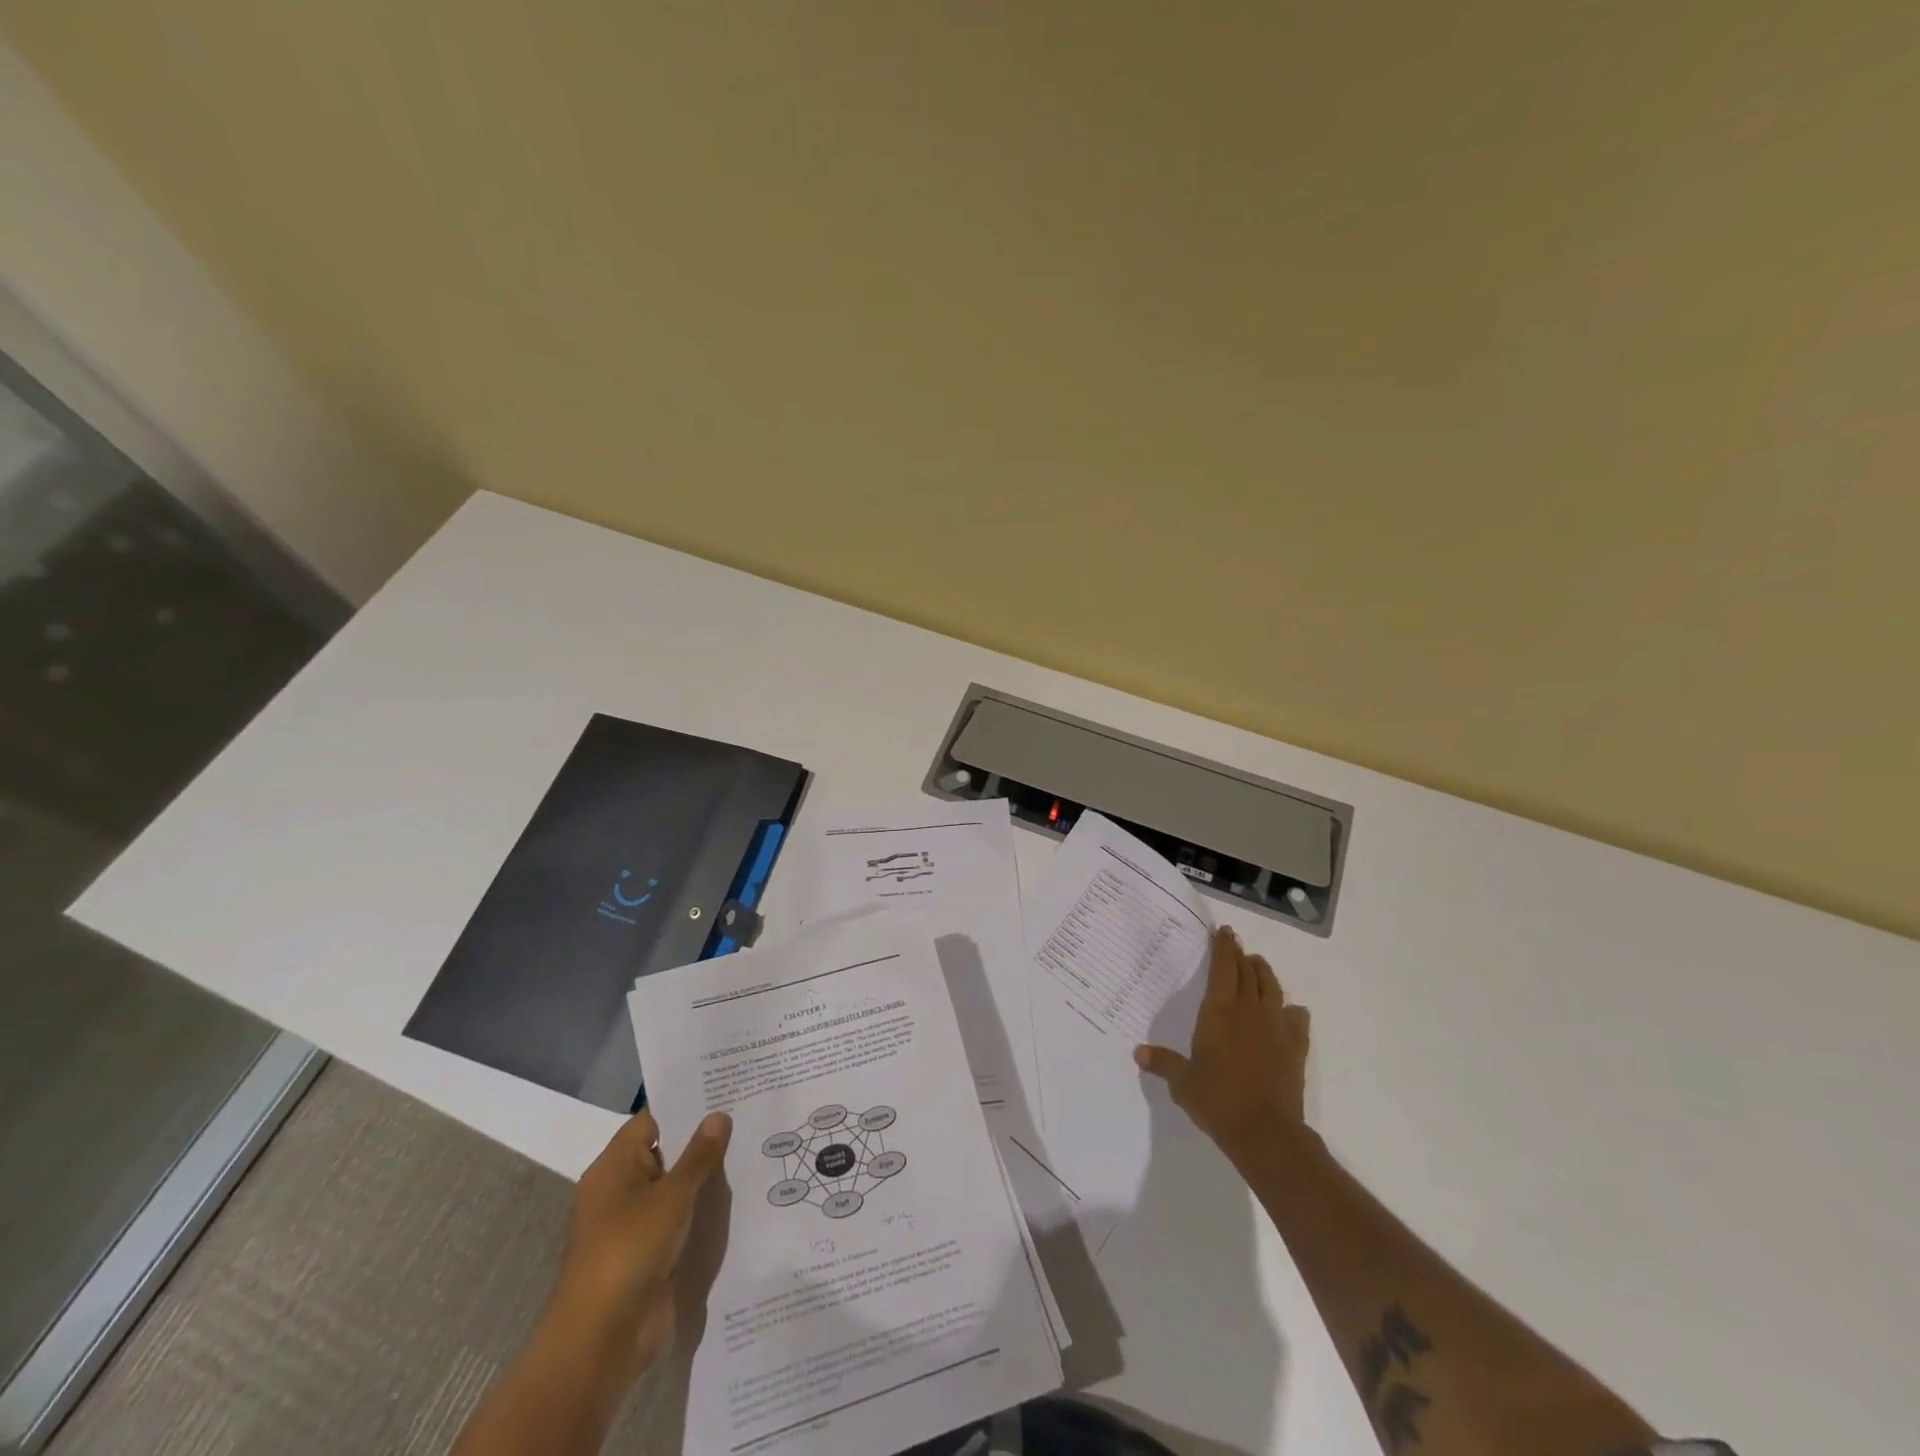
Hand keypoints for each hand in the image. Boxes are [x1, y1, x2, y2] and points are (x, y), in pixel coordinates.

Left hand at [545, 1108, 732, 1385]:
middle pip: (667, 1152)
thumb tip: (719, 1115)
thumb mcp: (671, 1196)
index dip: (687, 1104)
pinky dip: (703, 1210)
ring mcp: (634, 1224)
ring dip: (707, 1177)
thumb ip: (699, 1155)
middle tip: (750, 1114)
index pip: (653, 1120)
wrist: (601, 1341)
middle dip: (704, 1139)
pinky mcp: (649, 1255)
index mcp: (614, 1167)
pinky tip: (741, 1198)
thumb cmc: (630, 1251)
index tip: (726, 1089)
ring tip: (755, 1149)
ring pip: (677, 1188)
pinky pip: (680, 1220)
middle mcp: (621, 1190)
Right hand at [1136, 925, 1310, 1164]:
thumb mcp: (1182, 1082)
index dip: (1223, 947)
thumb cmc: (1217, 1100)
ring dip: (1264, 973)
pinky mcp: (1295, 1047)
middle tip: (1236, 946)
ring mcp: (1276, 1027)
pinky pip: (1297, 1019)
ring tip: (1258, 965)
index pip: (1223, 968)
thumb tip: (1138, 1053)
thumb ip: (1163, 1063)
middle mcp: (1249, 1011)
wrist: (1265, 1131)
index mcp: (1219, 1011)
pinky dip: (1291, 1010)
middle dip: (1241, 955)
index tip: (1224, 932)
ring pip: (1272, 988)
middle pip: (1248, 972)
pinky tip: (1289, 1011)